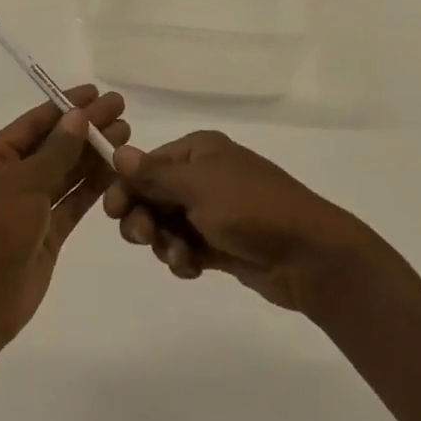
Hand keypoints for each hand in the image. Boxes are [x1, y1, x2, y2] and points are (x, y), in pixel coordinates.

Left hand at [0, 86, 127, 348]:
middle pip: (54, 146)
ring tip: (126, 135)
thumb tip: (79, 116)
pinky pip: (71, 203)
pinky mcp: (45, 234)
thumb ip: (56, 150)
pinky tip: (116, 170)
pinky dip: (92, 187)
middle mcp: (8, 178)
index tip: (98, 92)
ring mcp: (27, 207)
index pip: (34, 123)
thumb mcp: (22, 183)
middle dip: (86, 129)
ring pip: (65, 173)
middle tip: (122, 111)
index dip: (66, 106)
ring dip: (93, 155)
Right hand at [103, 131, 366, 312]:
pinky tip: (192, 269)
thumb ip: (154, 174)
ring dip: (164, 242)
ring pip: (167, 225)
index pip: (147, 164)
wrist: (308, 255)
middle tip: (145, 238)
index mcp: (199, 151)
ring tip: (180, 257)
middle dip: (144, 218)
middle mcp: (204, 176)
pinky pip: (186, 247)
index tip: (112, 212)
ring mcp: (214, 210)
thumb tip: (117, 151)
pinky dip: (183, 259)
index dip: (126, 186)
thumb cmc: (250, 209)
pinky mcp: (222, 243)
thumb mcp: (198, 187)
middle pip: (153, 195)